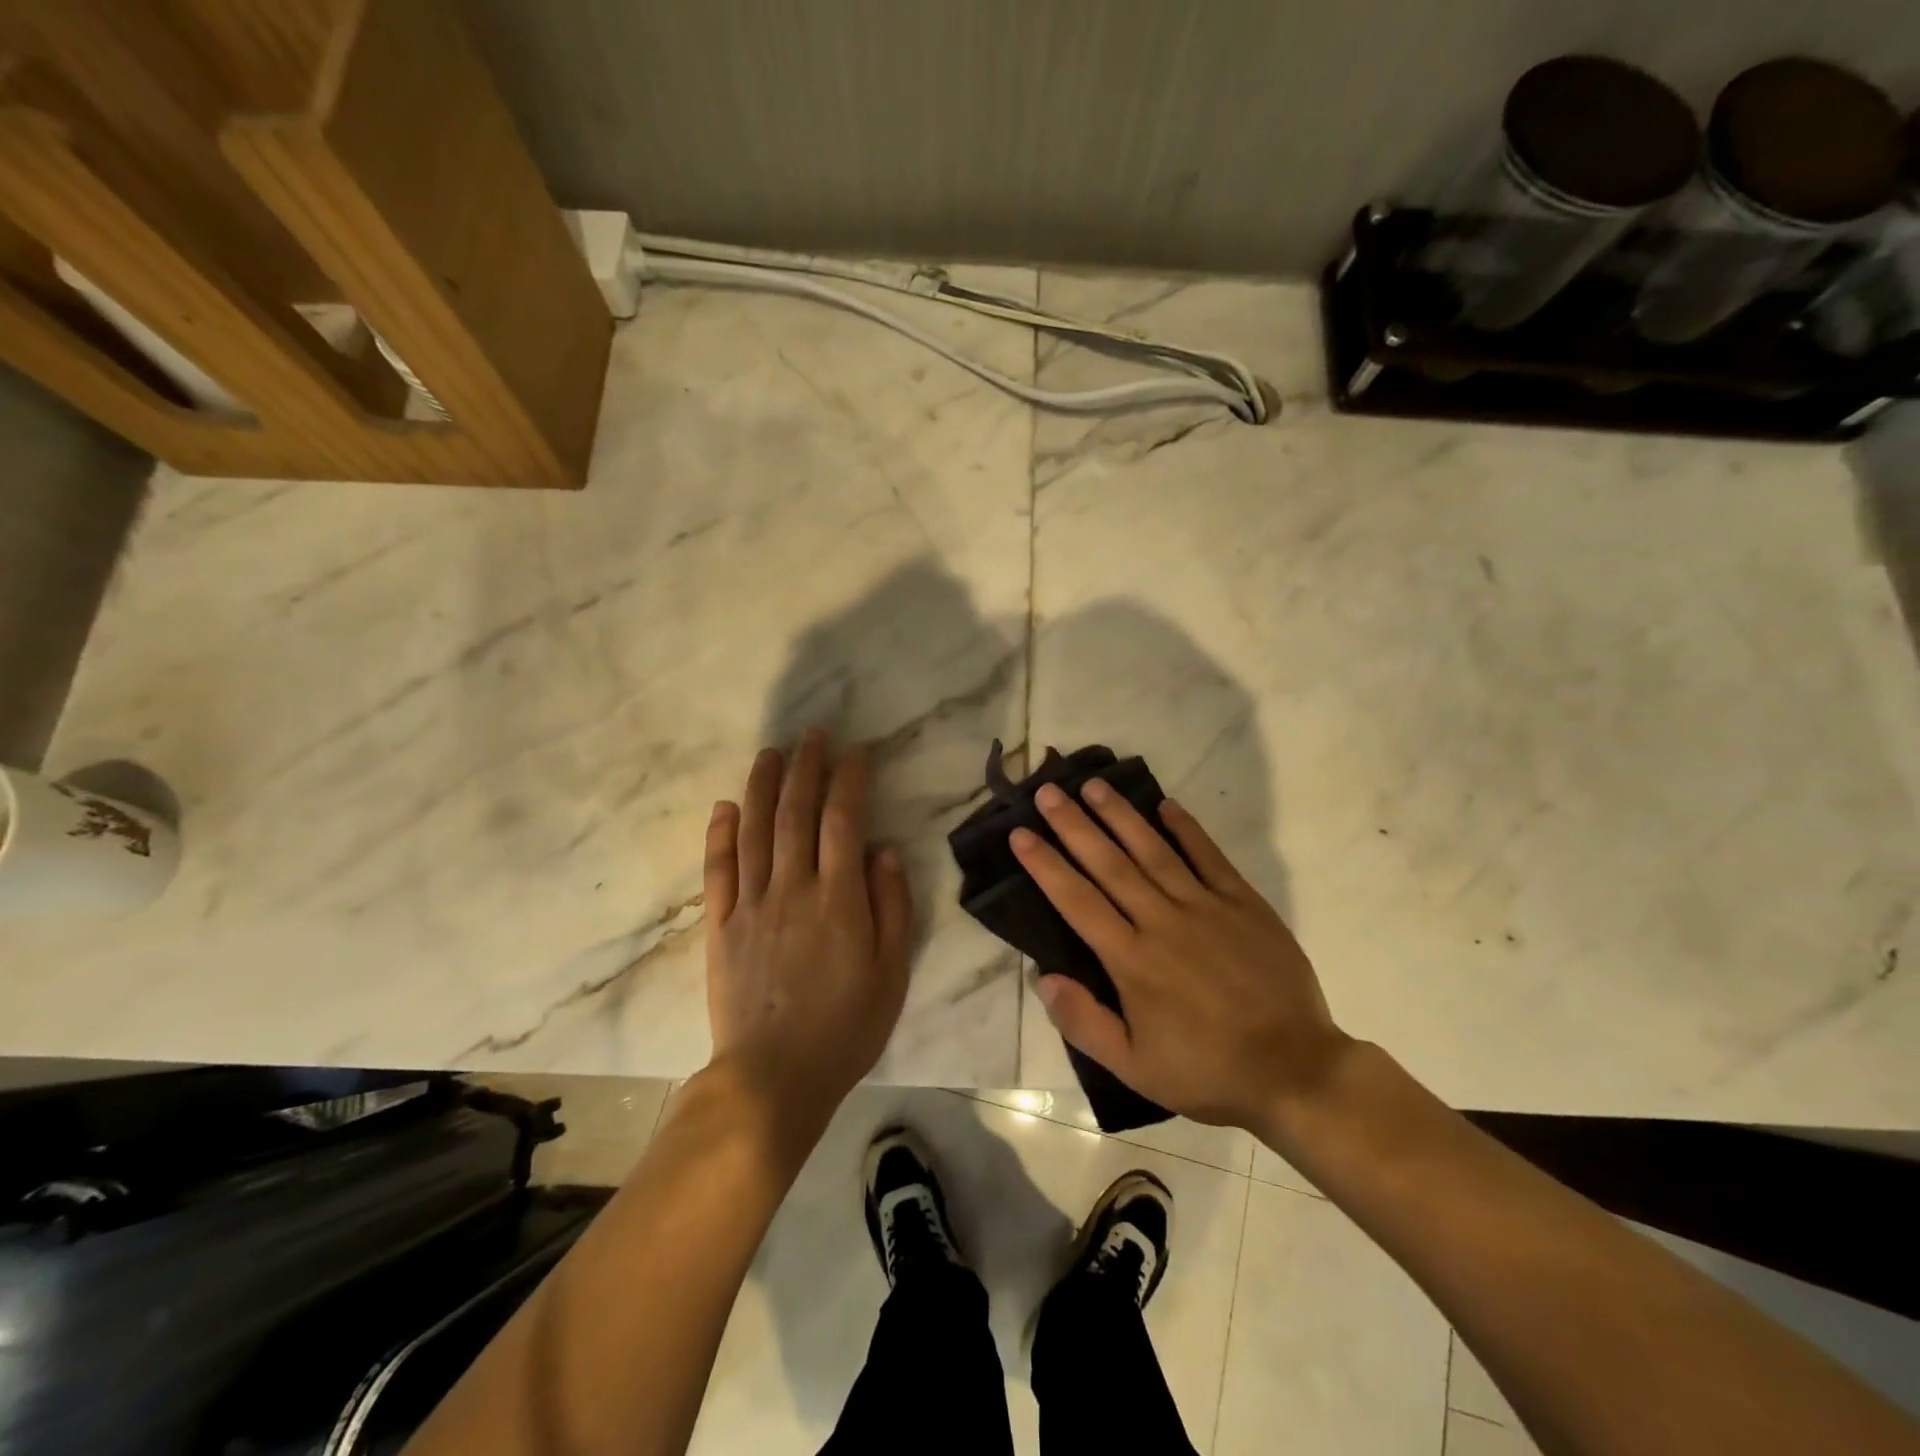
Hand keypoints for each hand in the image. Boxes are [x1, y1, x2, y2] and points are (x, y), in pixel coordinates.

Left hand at [703, 731, 913, 1138]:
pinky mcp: (720, 926)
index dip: (849, 780)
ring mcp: (750, 905)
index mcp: (838, 898)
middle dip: (805, 768)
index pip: (843, 820)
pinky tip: (725, 806)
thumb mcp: (891, 971)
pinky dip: (720, 833)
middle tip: (811, 735)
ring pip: (754, 830)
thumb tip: (882, 850)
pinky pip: (718, 870)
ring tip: (770, 753)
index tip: (855, 752)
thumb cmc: (846, 1027)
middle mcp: (792, 889)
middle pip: (796, 813)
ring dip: (762, 786)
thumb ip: (891, 905)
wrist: (773, 1079)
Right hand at [1012, 779, 1350, 1132]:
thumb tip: (1042, 977)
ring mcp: (1206, 907)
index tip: (1020, 834)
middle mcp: (1163, 922)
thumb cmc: (1207, 1071)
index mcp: (1132, 960)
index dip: (1046, 865)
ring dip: (1121, 816)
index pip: (1078, 901)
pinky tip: (1166, 804)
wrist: (1295, 1071)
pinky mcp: (1244, 904)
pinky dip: (1187, 829)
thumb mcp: (1134, 1067)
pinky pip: (1210, 857)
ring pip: (1154, 851)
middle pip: (1109, 864)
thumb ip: (1084, 1022)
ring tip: (1094, 785)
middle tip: (1047, 793)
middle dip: (1074, 826)